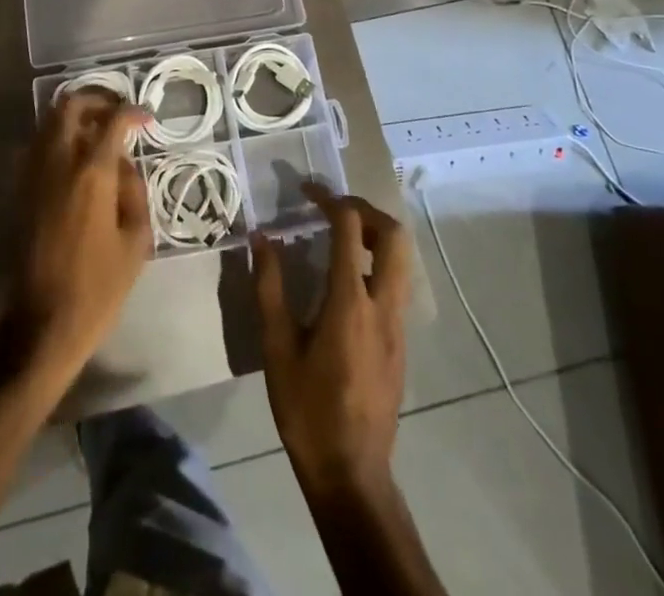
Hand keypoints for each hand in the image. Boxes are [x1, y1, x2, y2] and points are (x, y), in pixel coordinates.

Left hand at [12, 91, 151, 381]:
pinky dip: (57, 137)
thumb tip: (124, 166)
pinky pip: (38, 145)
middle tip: (116, 112)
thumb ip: (133, 191)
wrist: (44, 321)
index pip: (112, 121)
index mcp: (91, 174)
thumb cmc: (99, 286)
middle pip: (68, 105)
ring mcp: (33, 174)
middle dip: (95, 99)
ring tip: (98, 131)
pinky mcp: (21, 189)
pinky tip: (77, 159)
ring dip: (74, 116)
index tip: (146, 118)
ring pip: (48, 121)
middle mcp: (58, 162)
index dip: (132, 112)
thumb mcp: (135, 239)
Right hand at [253, 184, 411, 502]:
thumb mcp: (276, 348)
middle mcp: (383, 306)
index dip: (330, 200)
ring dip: (375, 235)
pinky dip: (377, 262)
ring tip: (340, 234)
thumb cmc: (307, 409)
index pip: (350, 230)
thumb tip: (261, 238)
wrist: (351, 473)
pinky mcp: (401, 342)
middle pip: (394, 236)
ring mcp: (398, 326)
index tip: (307, 190)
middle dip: (366, 210)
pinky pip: (397, 283)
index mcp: (350, 303)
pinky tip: (346, 277)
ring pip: (402, 260)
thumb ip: (269, 287)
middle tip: (333, 206)